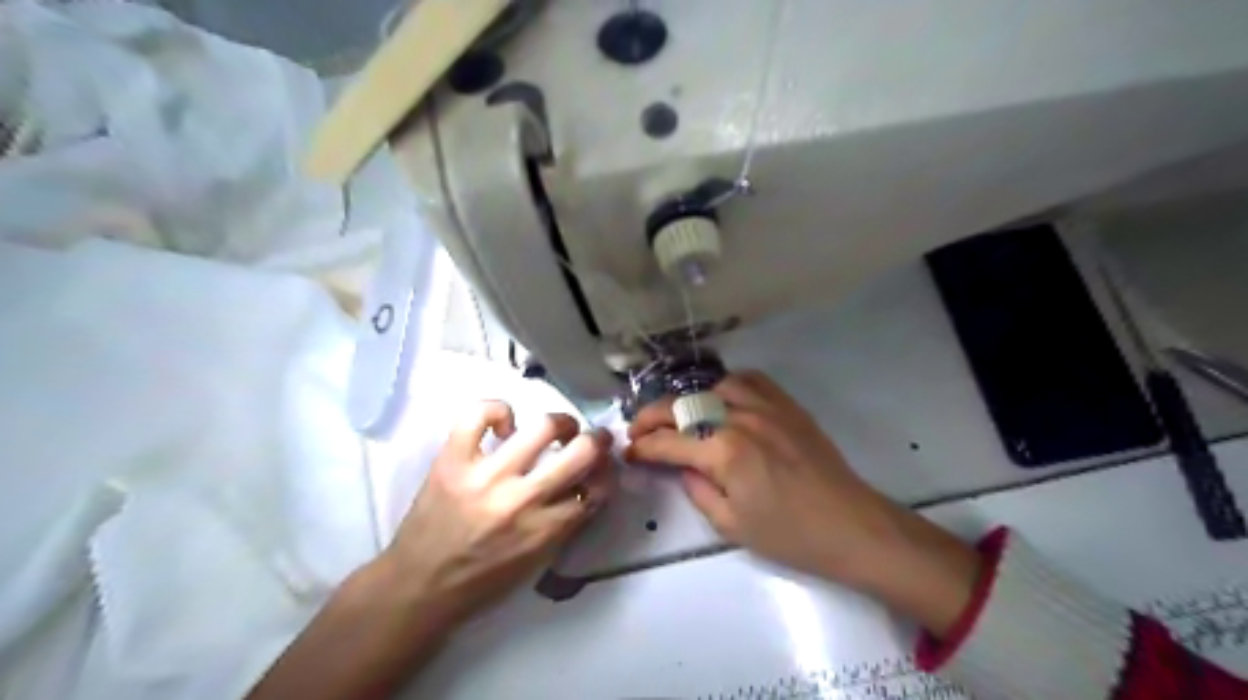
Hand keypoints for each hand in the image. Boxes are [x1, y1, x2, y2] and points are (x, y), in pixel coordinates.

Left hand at [383, 403, 611, 625]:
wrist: (418, 586)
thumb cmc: (483, 580)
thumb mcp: (537, 560)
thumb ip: (567, 521)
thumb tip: (590, 482)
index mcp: (545, 530)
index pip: (596, 488)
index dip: (608, 472)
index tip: (604, 466)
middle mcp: (521, 499)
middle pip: (582, 452)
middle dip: (597, 440)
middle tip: (592, 438)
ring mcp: (485, 475)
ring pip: (543, 427)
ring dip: (561, 423)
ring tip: (557, 428)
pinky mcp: (453, 460)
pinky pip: (479, 414)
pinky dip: (498, 411)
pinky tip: (504, 425)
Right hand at [629, 375, 980, 635]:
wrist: (851, 526)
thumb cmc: (790, 535)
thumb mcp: (731, 524)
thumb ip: (697, 489)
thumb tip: (681, 467)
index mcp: (724, 452)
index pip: (669, 442)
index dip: (643, 447)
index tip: (629, 452)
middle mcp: (741, 419)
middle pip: (684, 406)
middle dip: (653, 417)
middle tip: (639, 430)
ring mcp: (767, 407)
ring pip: (715, 386)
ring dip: (691, 399)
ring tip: (684, 417)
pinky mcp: (788, 406)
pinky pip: (752, 380)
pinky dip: (728, 386)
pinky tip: (723, 400)